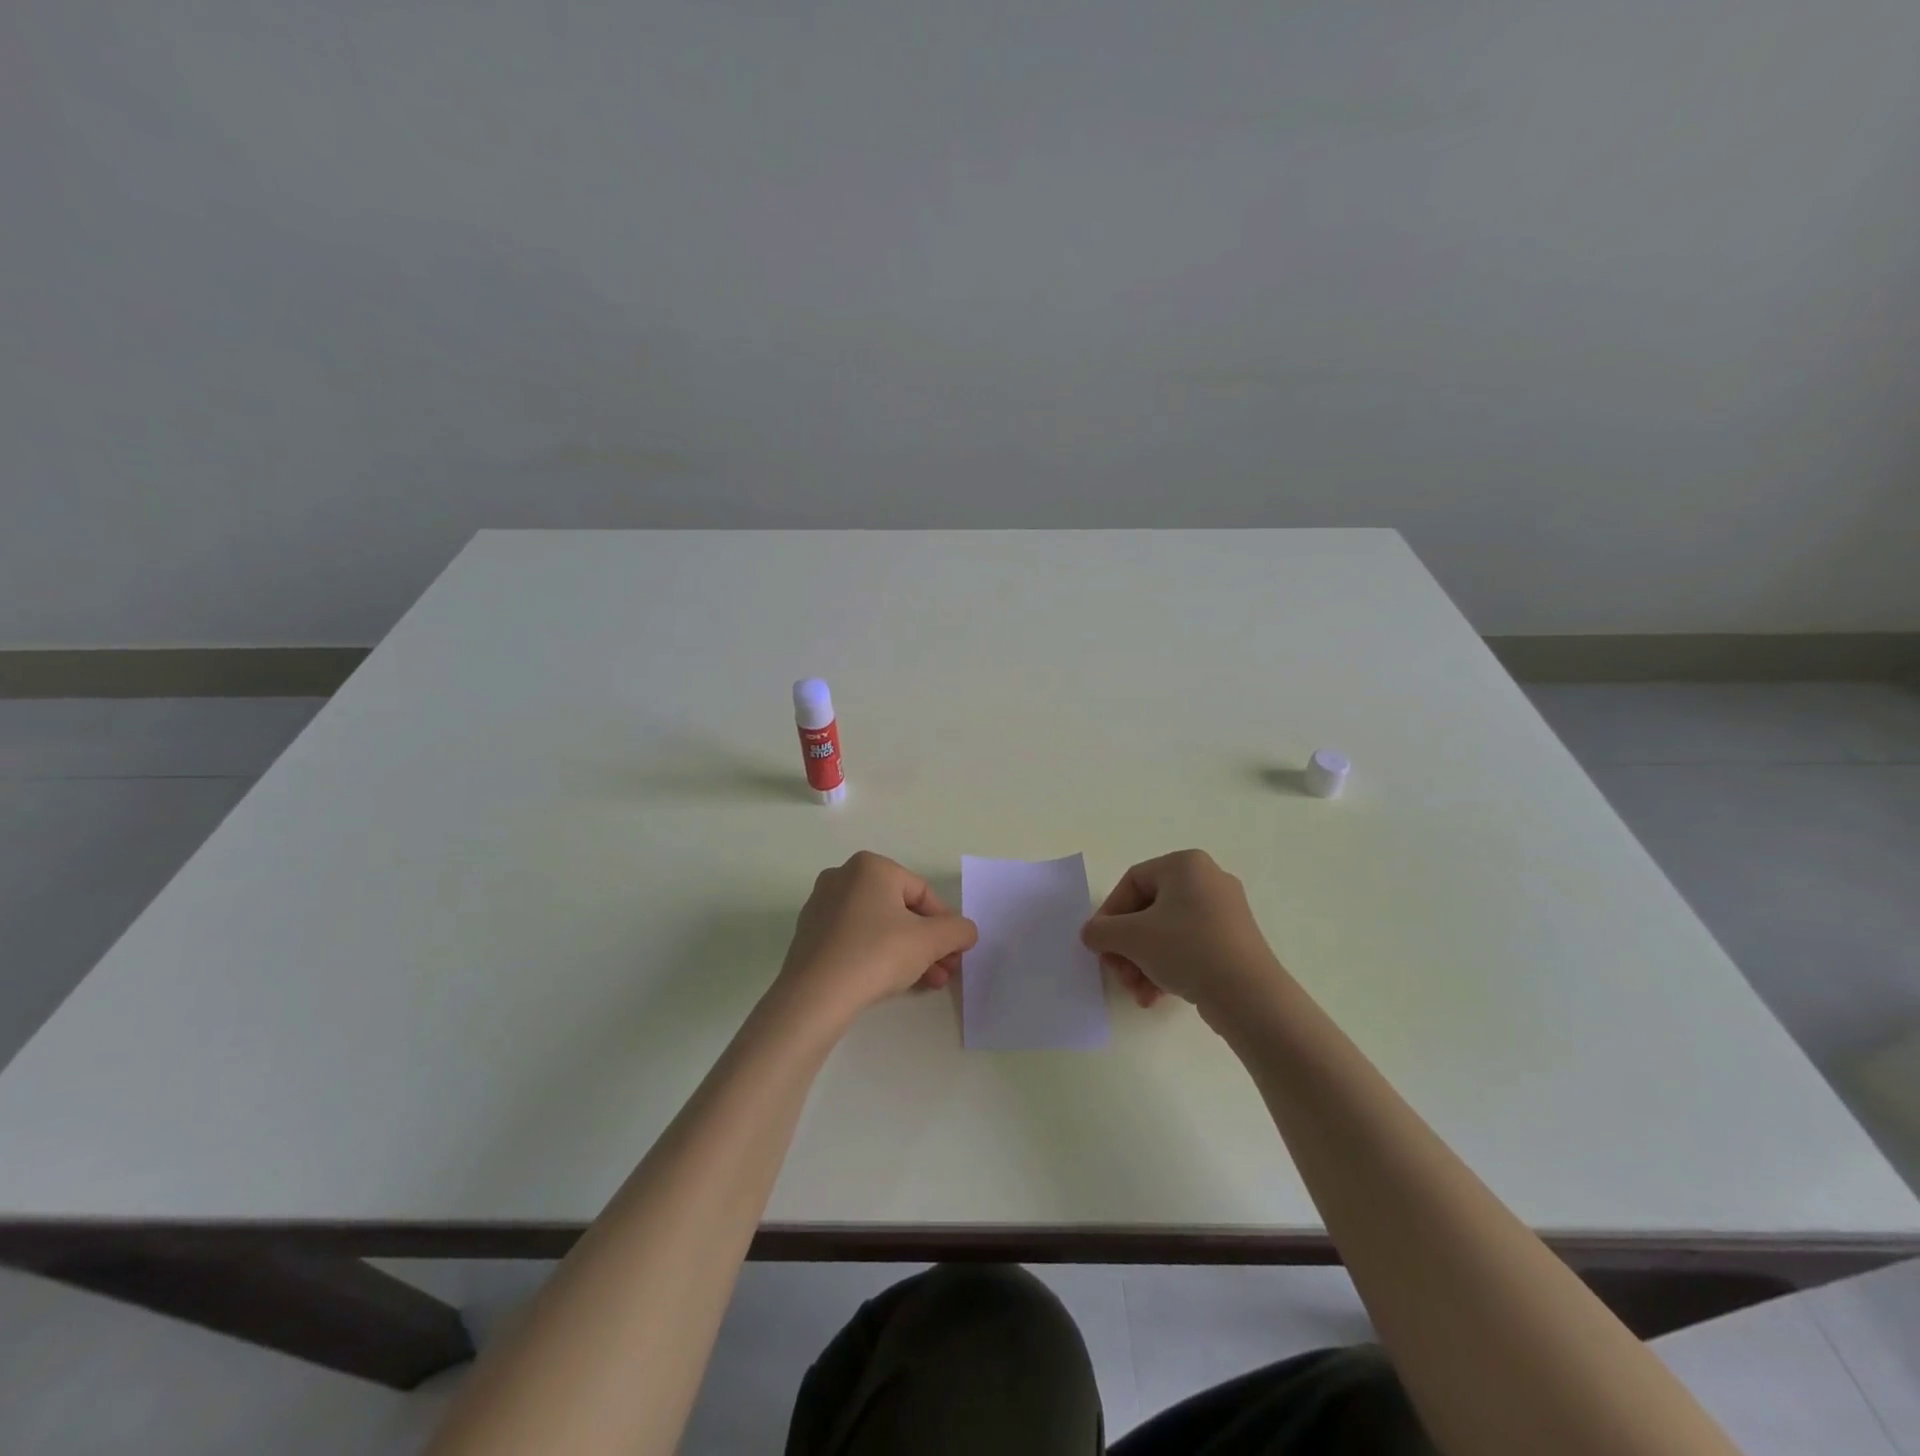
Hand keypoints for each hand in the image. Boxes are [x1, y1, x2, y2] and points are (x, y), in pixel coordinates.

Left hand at [774, 851, 978, 1024]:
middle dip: (928, 942)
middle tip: (945, 971)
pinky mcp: (810, 935)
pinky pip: (855, 939)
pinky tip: (893, 982)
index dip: (946, 924)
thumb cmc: (876, 955)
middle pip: (900, 910)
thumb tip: (966, 931)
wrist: (815, 997)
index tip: (957, 953)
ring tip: (926, 983)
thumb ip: (958, 930)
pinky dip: (877, 956)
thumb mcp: (930, 941)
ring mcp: (822, 906)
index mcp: (871, 867)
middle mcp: (843, 877)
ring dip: (907, 953)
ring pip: (878, 927)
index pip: (922, 893)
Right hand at [1082, 849, 1283, 1012]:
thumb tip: (1092, 934)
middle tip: (1118, 973)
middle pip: (1148, 911)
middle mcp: (1208, 880)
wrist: (1250, 996)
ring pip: (1166, 933)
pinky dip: (1167, 968)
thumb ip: (1101, 931)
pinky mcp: (1234, 941)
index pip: (1132, 882)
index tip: (1100, 944)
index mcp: (1185, 865)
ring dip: (1143, 963)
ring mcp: (1224, 912)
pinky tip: (1157, 996)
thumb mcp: (1132, 938)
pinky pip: (1188, 947)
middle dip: (1127, 947)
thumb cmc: (1187, 949)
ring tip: (1138, 992)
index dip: (1109, 914)